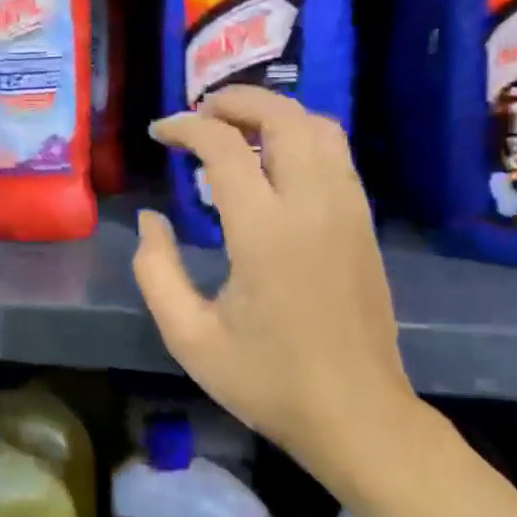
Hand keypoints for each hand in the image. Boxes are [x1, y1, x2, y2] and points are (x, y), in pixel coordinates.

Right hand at [133, 86, 417, 483]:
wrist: (357, 415)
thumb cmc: (267, 381)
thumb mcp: (189, 337)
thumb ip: (156, 271)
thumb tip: (151, 220)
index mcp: (264, 231)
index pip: (224, 146)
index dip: (186, 128)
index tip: (160, 133)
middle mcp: (312, 205)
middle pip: (283, 117)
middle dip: (237, 100)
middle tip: (200, 114)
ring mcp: (348, 211)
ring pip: (319, 128)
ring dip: (274, 113)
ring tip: (235, 127)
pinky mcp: (364, 224)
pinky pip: (337, 155)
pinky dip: (302, 136)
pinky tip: (274, 160)